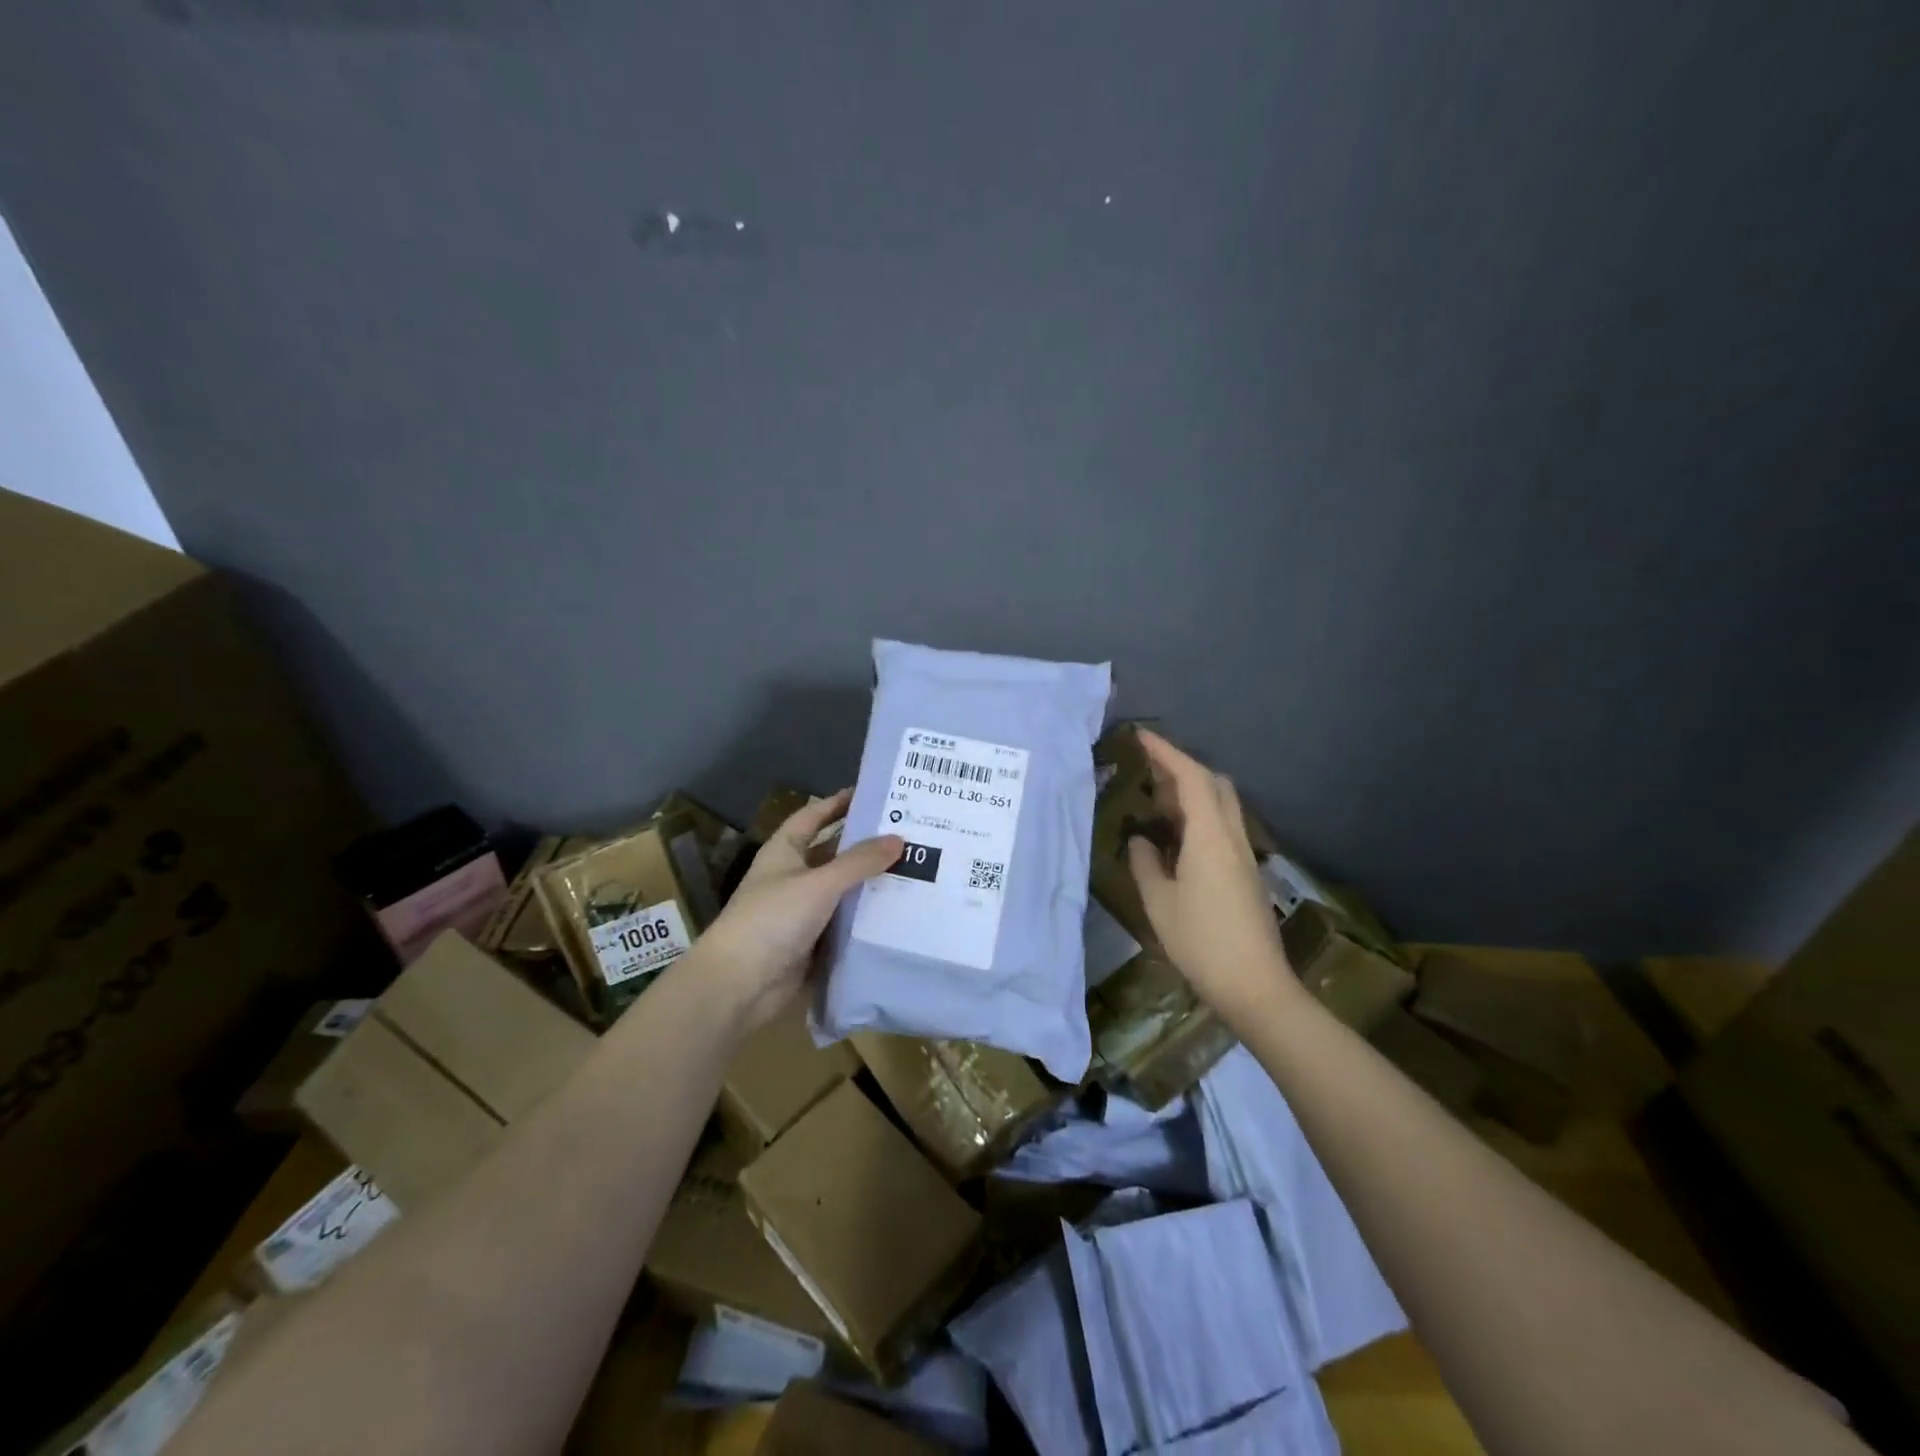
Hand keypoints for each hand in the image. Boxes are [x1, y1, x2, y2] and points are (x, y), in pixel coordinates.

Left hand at [694, 790, 902, 1033]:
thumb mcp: (819, 883)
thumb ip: (859, 862)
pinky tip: (900, 911)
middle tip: (907, 834)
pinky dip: (867, 917)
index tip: (872, 793)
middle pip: (833, 853)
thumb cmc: (772, 919)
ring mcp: (802, 911)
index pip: (813, 817)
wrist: (739, 985)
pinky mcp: (813, 942)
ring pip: (842, 890)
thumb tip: (898, 838)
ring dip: (870, 883)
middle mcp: (793, 877)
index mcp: (784, 852)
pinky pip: (845, 922)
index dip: (838, 803)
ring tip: (916, 870)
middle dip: (865, 845)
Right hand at [1125, 730, 1298, 1024]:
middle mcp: (1232, 836)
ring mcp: (1243, 854)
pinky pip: (1223, 825)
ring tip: (1156, 800)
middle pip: (1213, 784)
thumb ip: (1146, 863)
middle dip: (1181, 767)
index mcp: (1210, 837)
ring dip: (1192, 791)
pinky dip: (1199, 814)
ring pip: (1221, 804)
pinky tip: (1176, 835)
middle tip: (1147, 770)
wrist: (1255, 986)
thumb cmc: (1201, 943)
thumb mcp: (1159, 903)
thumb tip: (1141, 840)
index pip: (1190, 778)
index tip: (1141, 737)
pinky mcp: (1246, 872)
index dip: (1166, 752)